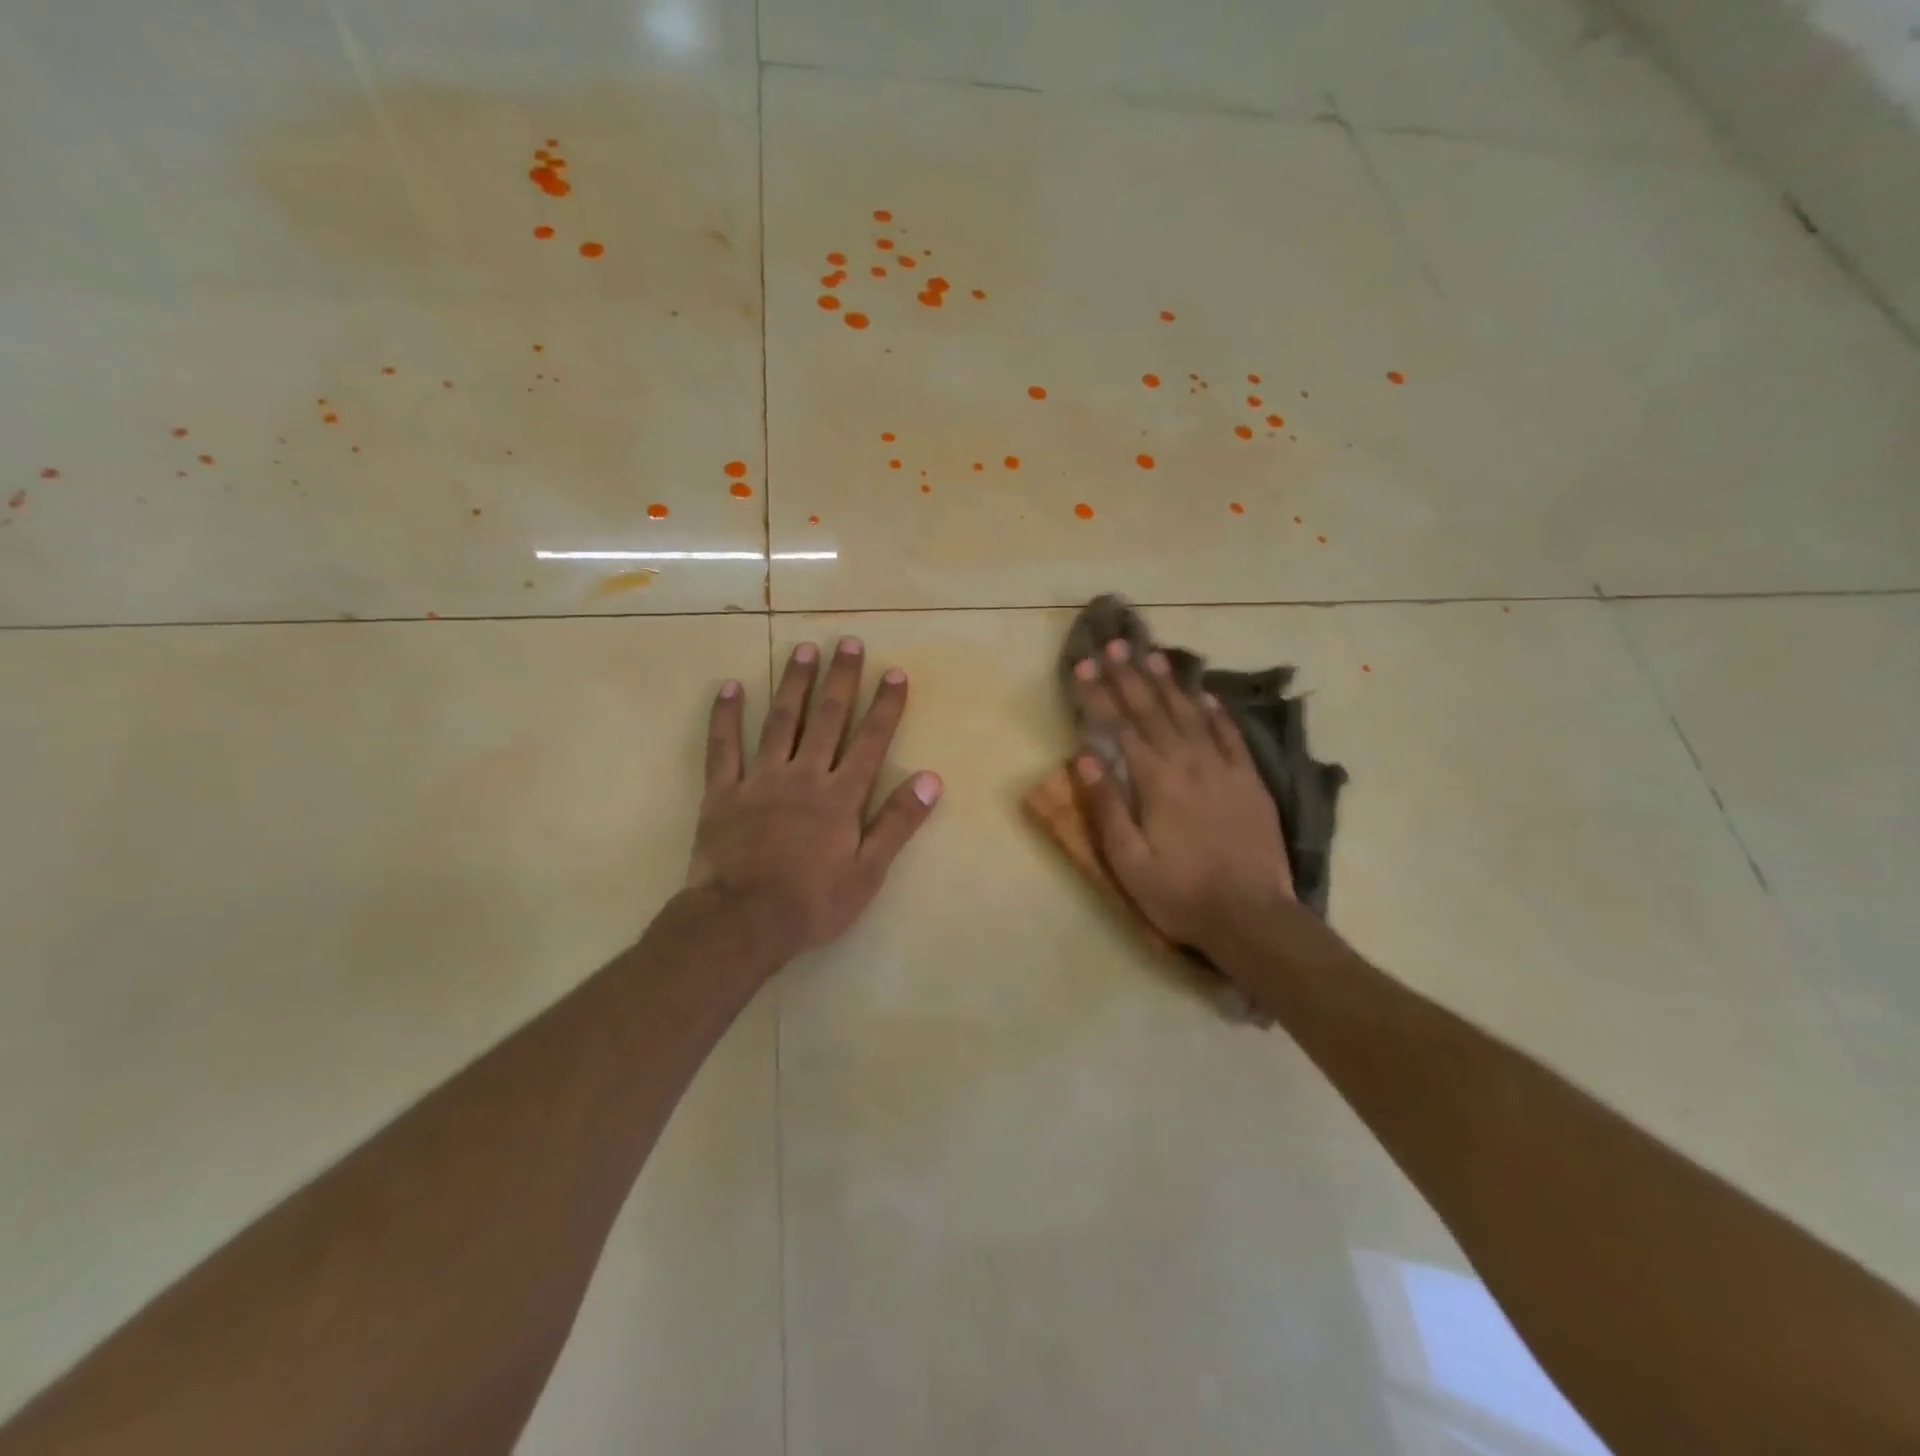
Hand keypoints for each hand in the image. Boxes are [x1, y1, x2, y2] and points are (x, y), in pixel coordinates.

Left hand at [687, 639, 941, 965]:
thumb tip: (930, 779)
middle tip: (849, 642)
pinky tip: (730, 686)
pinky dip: (726, 716)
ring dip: (794, 683)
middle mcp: (804, 776)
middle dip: (841, 679)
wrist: (741, 921)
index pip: (870, 741)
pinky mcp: (723, 792)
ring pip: (781, 721)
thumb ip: (897, 822)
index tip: (894, 672)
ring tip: (804, 649)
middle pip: (828, 719)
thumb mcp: (868, 871)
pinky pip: (723, 747)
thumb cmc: (812, 902)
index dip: (885, 706)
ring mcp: (760, 779)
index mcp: (840, 796)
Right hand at [1072, 641, 1293, 951]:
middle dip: (1129, 675)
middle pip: (1153, 710)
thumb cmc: (1181, 894)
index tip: (1081, 665)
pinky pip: (1230, 735)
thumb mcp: (1129, 862)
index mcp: (1155, 781)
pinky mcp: (1250, 781)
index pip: (1119, 726)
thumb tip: (1084, 756)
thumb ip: (1106, 806)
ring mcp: (1224, 768)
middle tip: (1114, 644)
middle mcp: (1188, 763)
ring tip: (1153, 654)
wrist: (1253, 916)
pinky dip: (1215, 712)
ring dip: (1169, 683)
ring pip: (1191, 714)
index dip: (1097, 694)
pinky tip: (1204, 696)